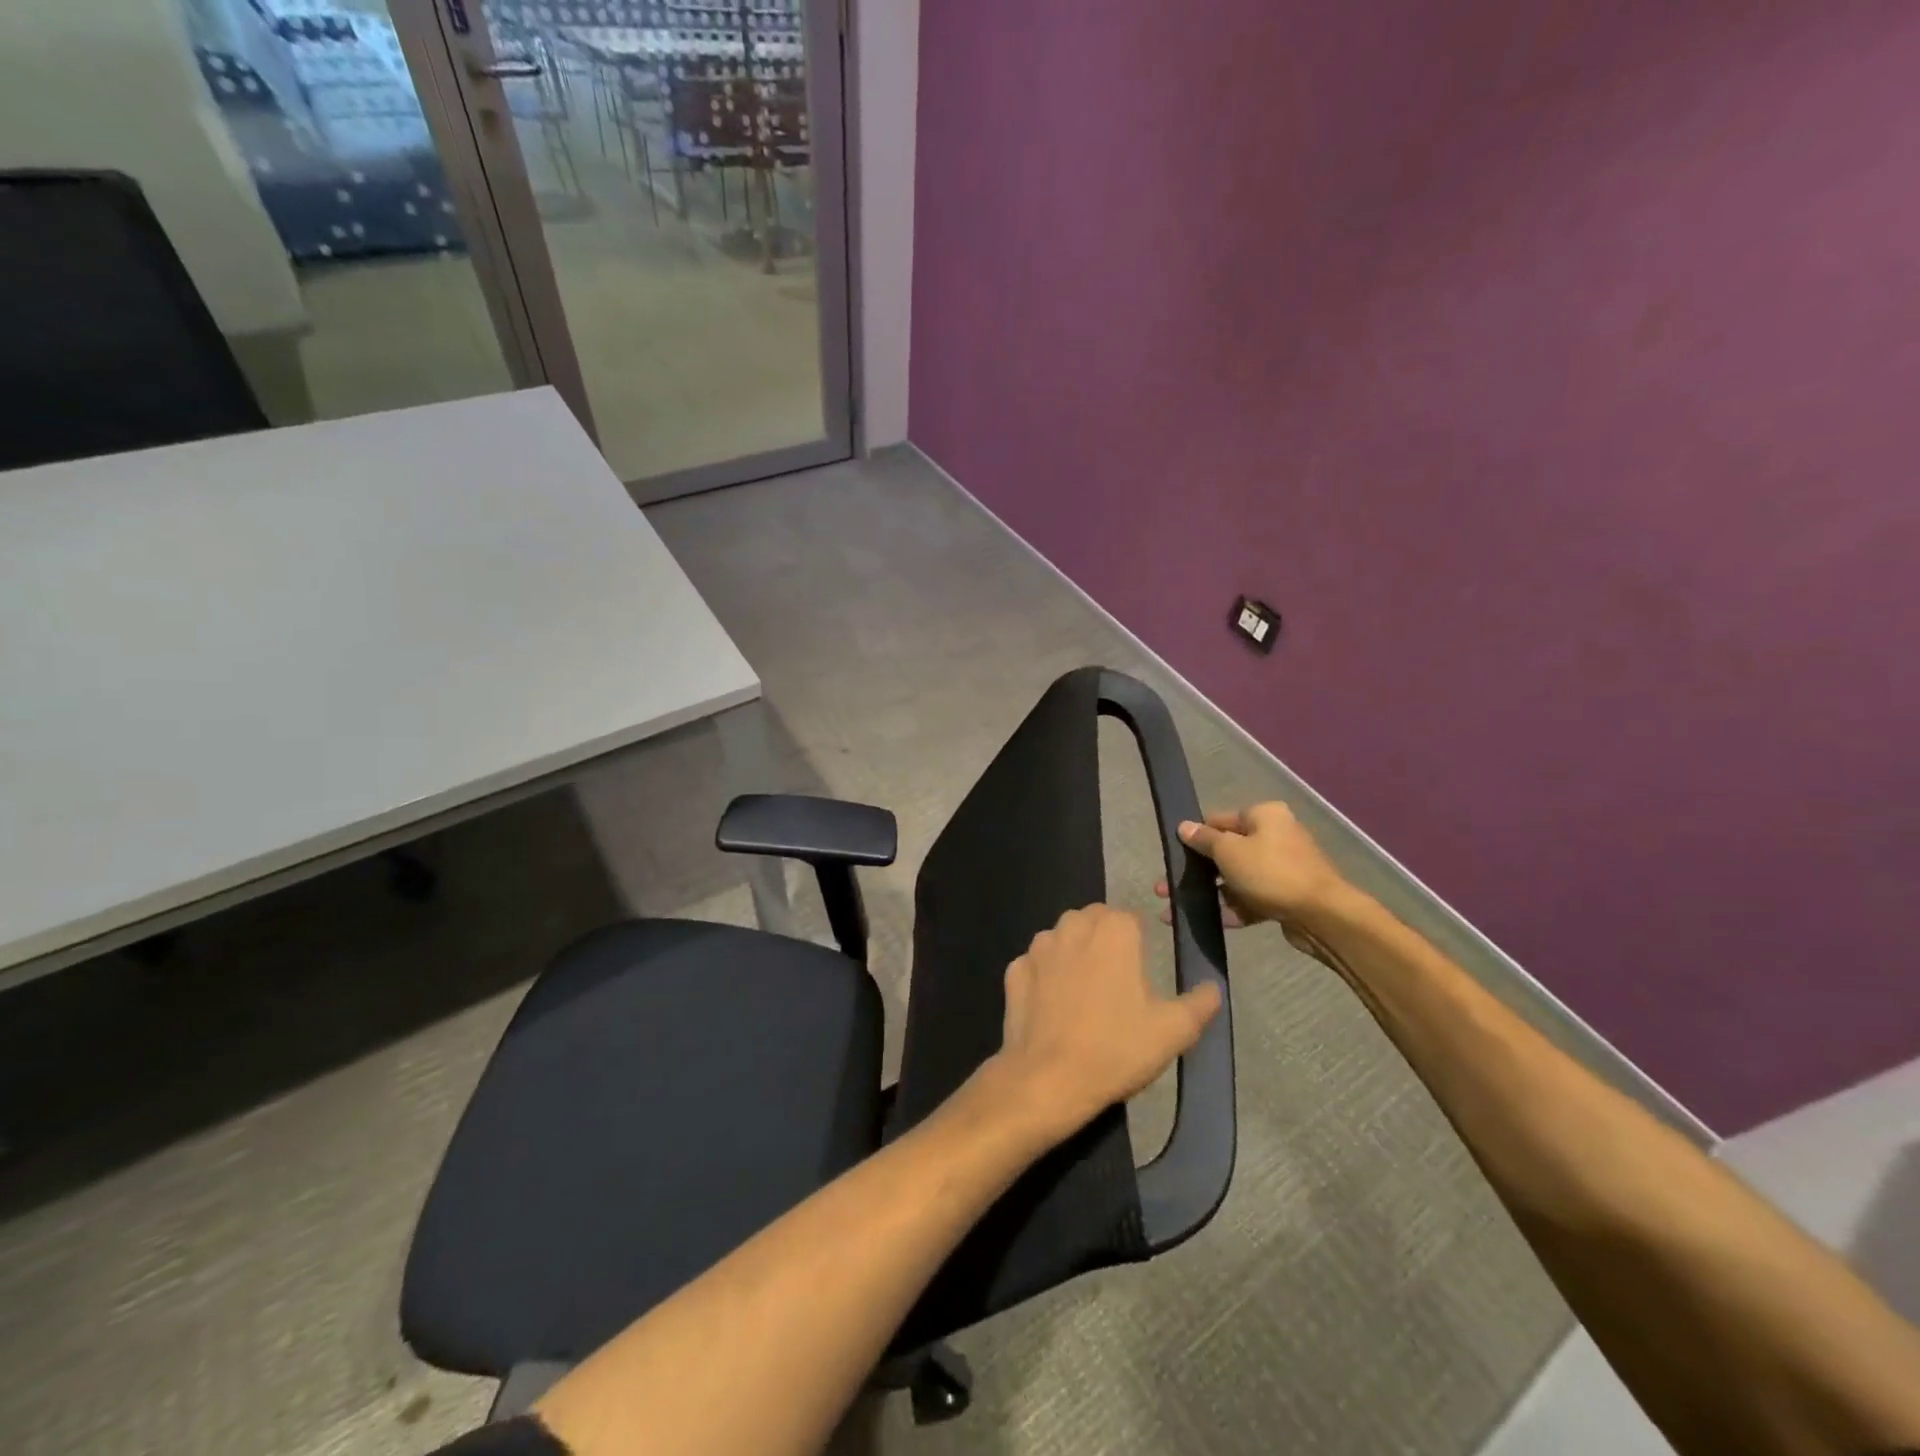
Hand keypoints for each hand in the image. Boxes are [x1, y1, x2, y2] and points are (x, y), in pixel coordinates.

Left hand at [992, 904, 1221, 1140]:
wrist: (1049, 1079)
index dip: (1139, 942)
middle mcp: (1073, 926)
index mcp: (1114, 930)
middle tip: (1117, 983)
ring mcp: (1038, 947)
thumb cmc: (1116, 1048)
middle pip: (1094, 921)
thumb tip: (1213, 987)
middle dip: (1105, 942)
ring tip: (1086, 996)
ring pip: (1062, 938)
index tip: (1143, 971)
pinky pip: (1036, 965)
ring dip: (1074, 955)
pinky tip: (1055, 1008)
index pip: (1131, 918)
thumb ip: (1199, 1003)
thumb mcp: (1174, 1031)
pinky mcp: (1014, 970)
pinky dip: (1045, 978)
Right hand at [1153, 802, 1349, 929]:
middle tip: (1165, 889)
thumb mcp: (1229, 851)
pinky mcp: (1285, 896)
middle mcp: (1275, 836)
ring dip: (1209, 894)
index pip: (1219, 820)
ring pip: (1236, 879)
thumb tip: (1184, 826)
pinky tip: (1212, 922)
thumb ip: (1204, 839)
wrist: (1323, 916)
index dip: (1194, 837)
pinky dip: (1233, 909)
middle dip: (1195, 873)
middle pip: (1226, 852)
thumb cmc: (1271, 872)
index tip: (1173, 855)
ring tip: (1176, 911)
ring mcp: (1282, 868)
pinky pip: (1251, 899)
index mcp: (1264, 816)